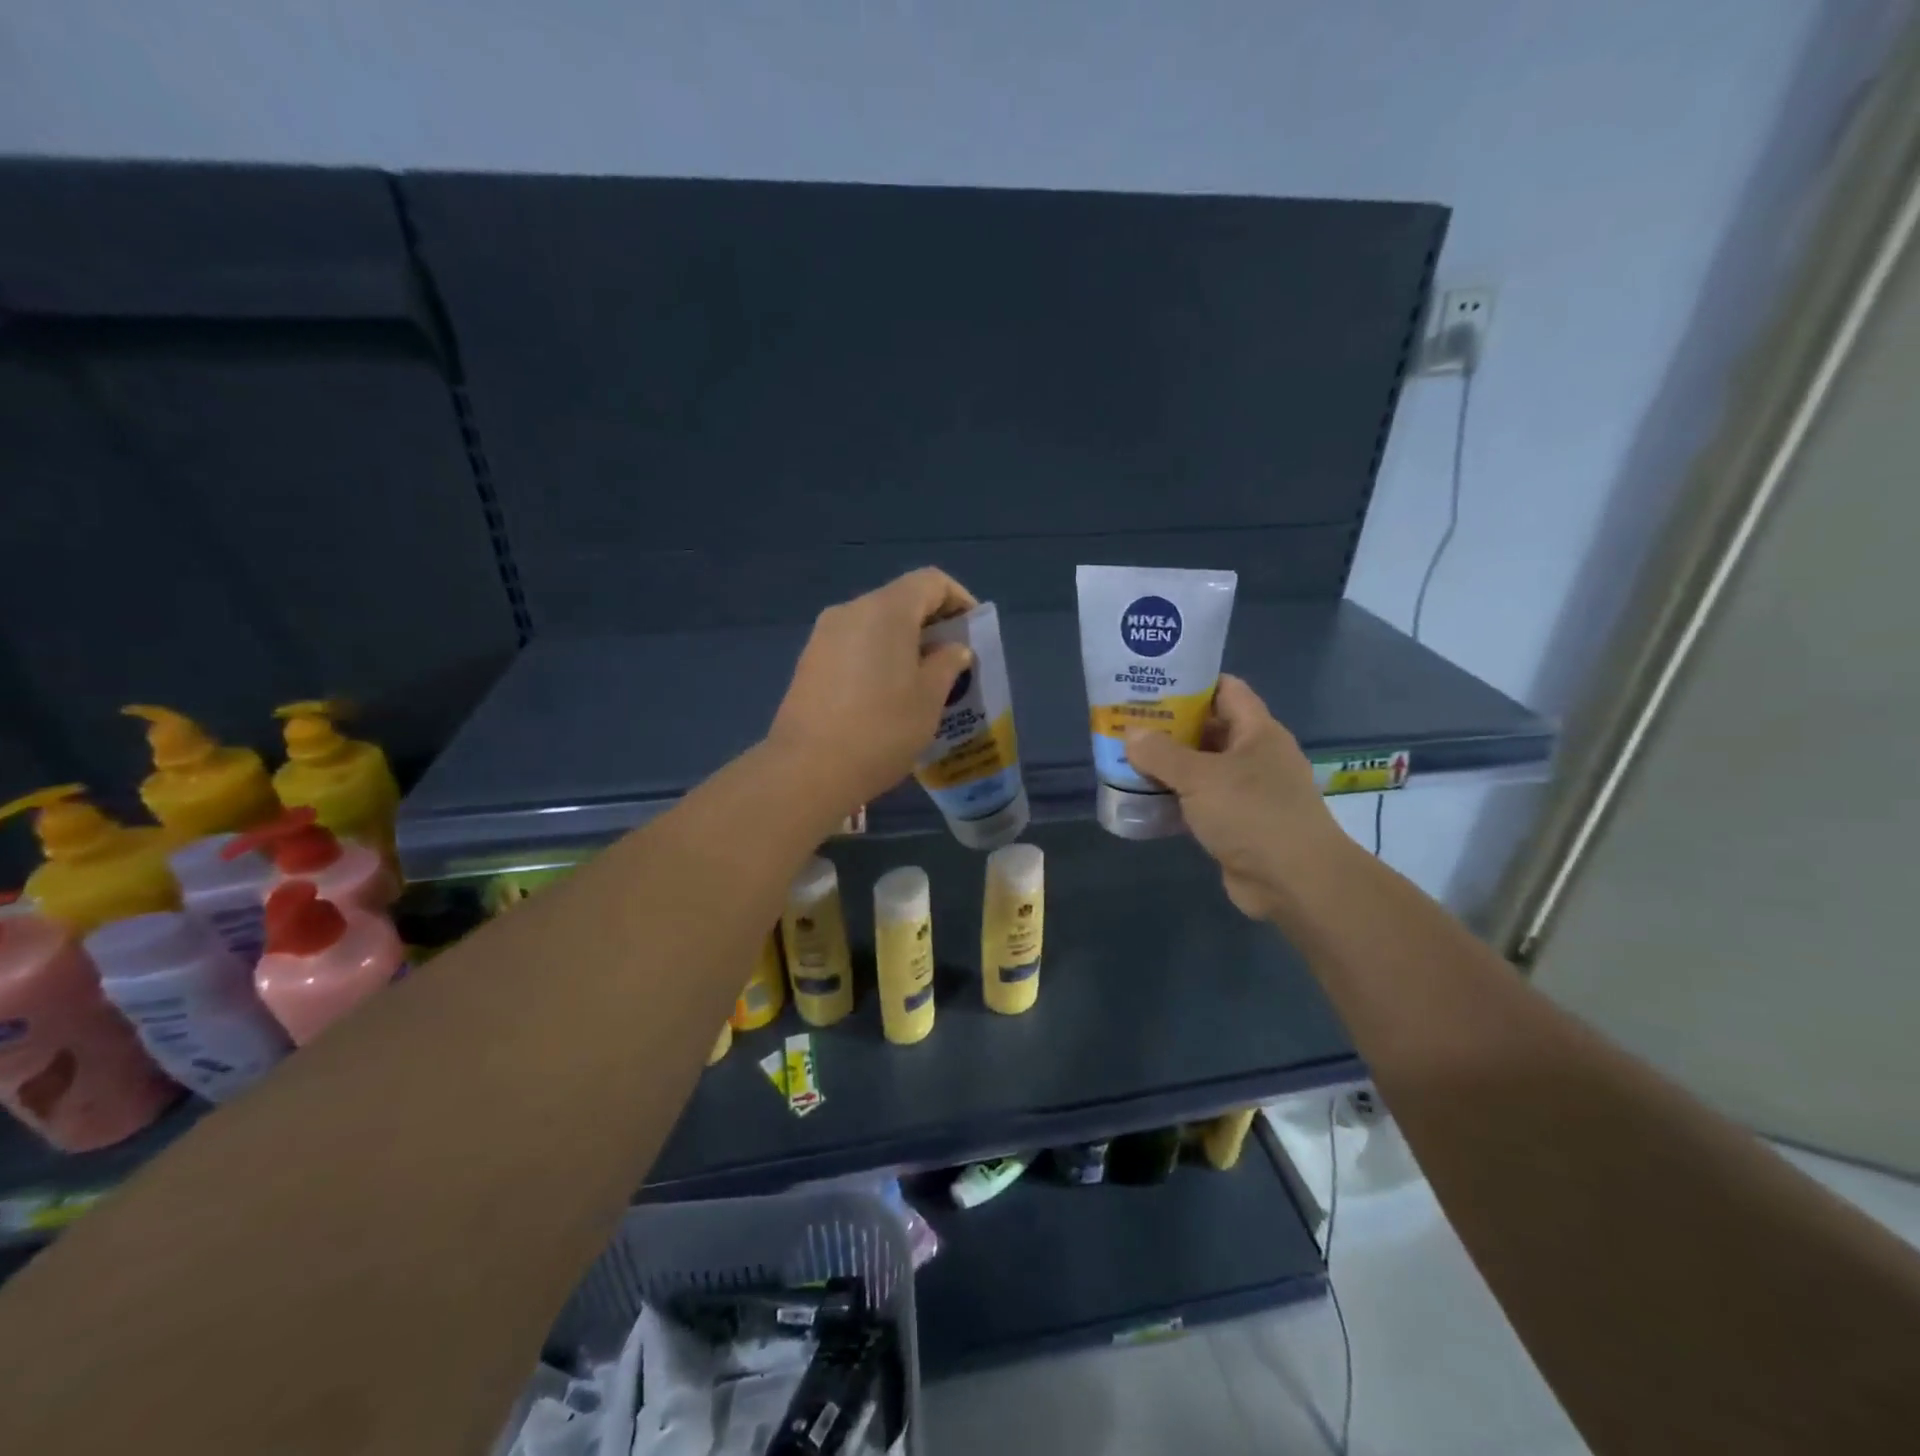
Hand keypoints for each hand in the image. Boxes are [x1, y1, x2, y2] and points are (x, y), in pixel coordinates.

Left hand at [768, 568, 977, 807]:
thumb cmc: (882, 729)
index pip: (931, 582)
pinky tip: (886, 693)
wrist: (808, 769)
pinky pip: (854, 643)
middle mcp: (852, 610)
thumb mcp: (929, 699)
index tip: (973, 632)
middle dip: (932, 623)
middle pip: (901, 599)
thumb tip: (953, 649)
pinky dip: (878, 655)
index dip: (959, 600)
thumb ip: (948, 664)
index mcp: (886, 610)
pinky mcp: (810, 660)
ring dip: (904, 641)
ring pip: (876, 623)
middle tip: (953, 660)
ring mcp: (824, 634)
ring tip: (922, 680)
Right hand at [1124, 675, 1349, 920]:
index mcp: (1258, 732)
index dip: (1191, 681)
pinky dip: (1174, 799)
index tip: (1152, 683)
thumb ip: (1162, 753)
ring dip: (1168, 766)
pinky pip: (1200, 802)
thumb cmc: (1252, 814)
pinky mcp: (1237, 823)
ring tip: (1126, 758)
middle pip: (1209, 729)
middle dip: (1170, 726)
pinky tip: (1142, 799)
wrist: (1294, 881)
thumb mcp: (1200, 777)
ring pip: (1201, 768)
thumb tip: (1132, 734)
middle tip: (1127, 722)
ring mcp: (1248, 792)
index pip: (1226, 689)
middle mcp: (1255, 756)